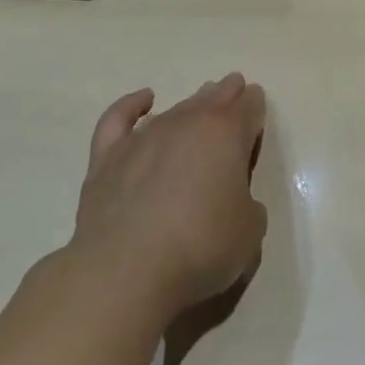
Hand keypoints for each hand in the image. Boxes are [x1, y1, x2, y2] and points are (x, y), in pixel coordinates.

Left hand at [71, 74, 268, 318]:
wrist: (126, 271)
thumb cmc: (200, 247)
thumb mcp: (250, 230)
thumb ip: (248, 204)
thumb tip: (232, 200)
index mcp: (228, 134)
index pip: (249, 106)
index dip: (255, 107)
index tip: (257, 110)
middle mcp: (187, 123)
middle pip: (214, 97)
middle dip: (228, 94)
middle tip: (234, 93)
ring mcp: (144, 137)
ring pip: (176, 108)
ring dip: (193, 102)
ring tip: (201, 101)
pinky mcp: (108, 157)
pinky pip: (120, 118)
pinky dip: (132, 105)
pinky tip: (144, 100)